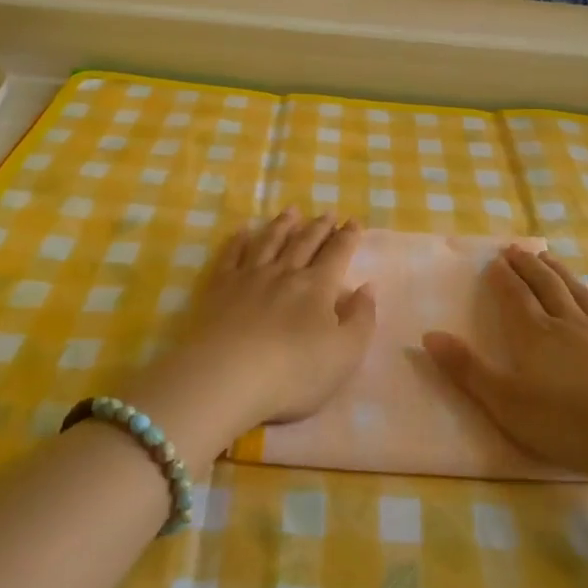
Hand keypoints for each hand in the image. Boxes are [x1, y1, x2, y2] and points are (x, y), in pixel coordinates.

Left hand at [123, 209, 375, 460]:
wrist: (228, 376)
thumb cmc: (294, 372)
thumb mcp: (345, 353)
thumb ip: (361, 318)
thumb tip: (368, 287)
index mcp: (318, 286)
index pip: (337, 254)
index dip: (348, 237)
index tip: (354, 221)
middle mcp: (285, 272)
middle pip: (305, 242)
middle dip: (319, 226)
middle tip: (328, 212)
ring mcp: (250, 277)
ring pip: (270, 241)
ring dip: (283, 225)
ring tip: (292, 210)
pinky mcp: (220, 287)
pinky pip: (231, 255)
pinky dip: (238, 240)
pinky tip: (243, 230)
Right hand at [424, 245, 587, 484]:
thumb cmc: (576, 423)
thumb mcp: (510, 405)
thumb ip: (469, 371)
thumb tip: (429, 335)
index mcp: (535, 337)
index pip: (514, 298)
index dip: (502, 279)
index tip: (495, 259)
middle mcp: (568, 323)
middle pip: (545, 286)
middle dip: (528, 267)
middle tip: (516, 249)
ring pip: (577, 291)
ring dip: (560, 271)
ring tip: (547, 256)